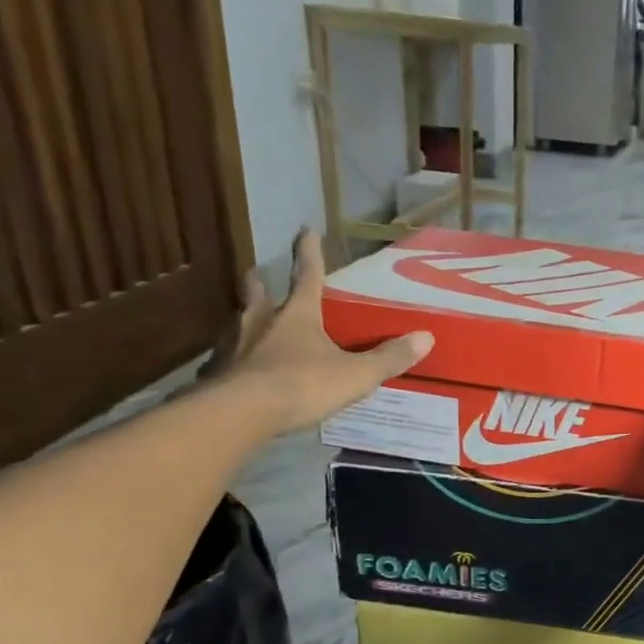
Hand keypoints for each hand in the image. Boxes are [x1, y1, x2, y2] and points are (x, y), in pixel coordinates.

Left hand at [213, 230, 431, 433]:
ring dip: (245, 322)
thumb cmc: (301, 385)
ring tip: (250, 326)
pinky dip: (233, 360)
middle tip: (259, 276)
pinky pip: (226, 359)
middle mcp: (260, 321)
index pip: (307, 275)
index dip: (309, 252)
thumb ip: (389, 358)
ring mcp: (233, 346)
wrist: (238, 414)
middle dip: (261, 284)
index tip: (306, 230)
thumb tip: (426, 337)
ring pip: (238, 324)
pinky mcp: (216, 373)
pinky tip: (237, 371)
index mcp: (297, 314)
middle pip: (258, 294)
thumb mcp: (355, 374)